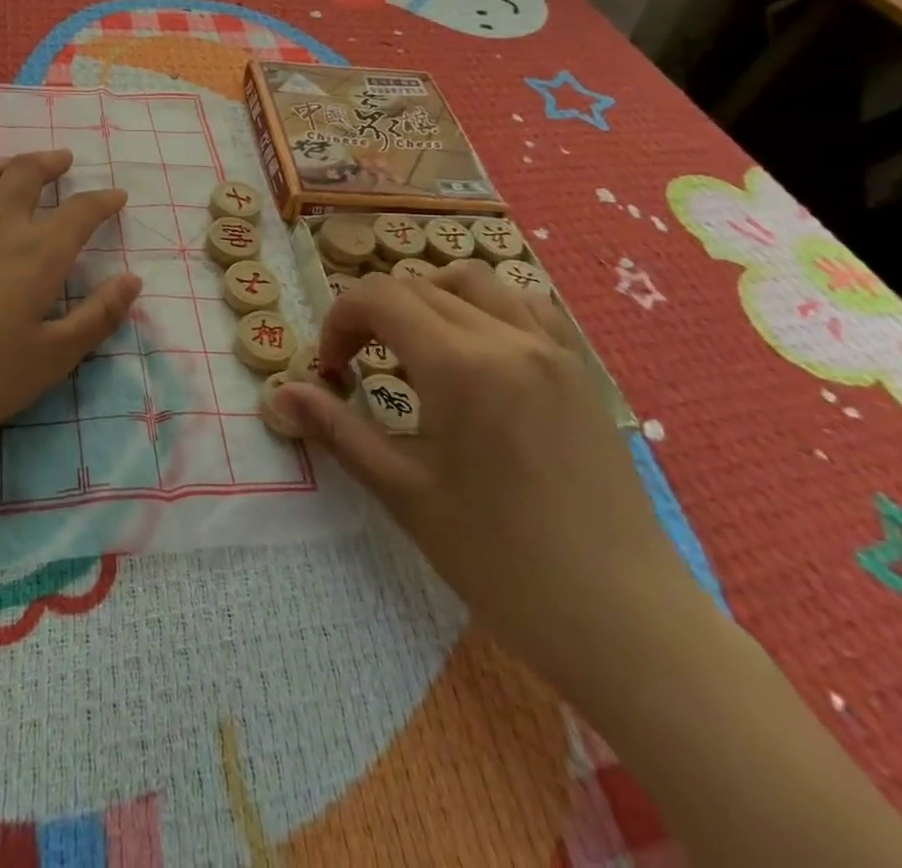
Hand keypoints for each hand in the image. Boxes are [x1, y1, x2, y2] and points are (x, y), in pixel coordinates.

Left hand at [0, 149, 140, 462]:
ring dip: (4, 162)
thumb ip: (97, 317)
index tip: (117, 196)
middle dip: (50, 162)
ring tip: (15, 164)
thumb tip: (132, 280)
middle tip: (64, 160)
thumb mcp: (52, 358)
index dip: (103, 200)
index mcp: (38, 253)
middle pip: (25, 174)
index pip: (81, 212)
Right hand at [272, 261, 697, 687]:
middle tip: (359, 367)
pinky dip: (486, 308)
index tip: (331, 370)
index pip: (380, 297)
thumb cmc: (501, 562)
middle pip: (419, 285)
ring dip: (429, 299)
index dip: (339, 321)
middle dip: (374, 314)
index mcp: (460, 365)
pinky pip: (527, 305)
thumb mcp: (405, 493)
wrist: (623, 619)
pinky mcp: (579, 368)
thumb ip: (338, 430)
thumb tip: (278, 394)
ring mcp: (552, 348)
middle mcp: (508, 337)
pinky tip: (479, 355)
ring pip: (474, 281)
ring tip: (416, 350)